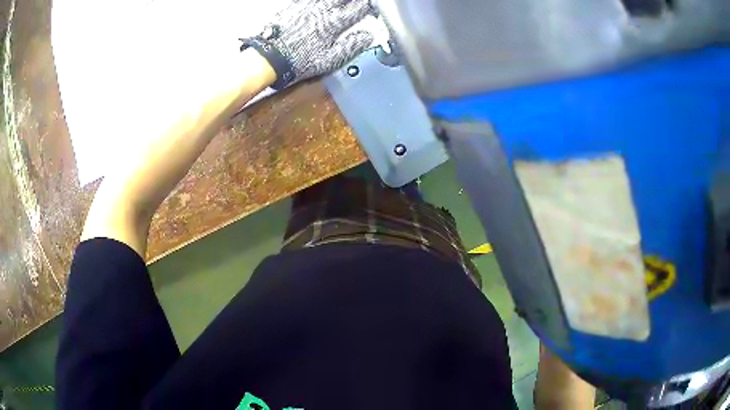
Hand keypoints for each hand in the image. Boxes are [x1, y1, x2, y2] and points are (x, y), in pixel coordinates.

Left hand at [241, 0, 375, 88]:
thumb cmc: (298, 60)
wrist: (268, 57)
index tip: (374, 9)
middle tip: (360, 4)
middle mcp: (323, 10)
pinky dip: (321, 0)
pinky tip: (324, 3)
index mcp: (335, 23)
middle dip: (356, 1)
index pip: (360, 8)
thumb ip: (351, 46)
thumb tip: (368, 36)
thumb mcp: (329, 59)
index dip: (370, 7)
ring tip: (343, 3)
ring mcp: (308, 5)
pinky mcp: (295, 5)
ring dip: (340, 0)